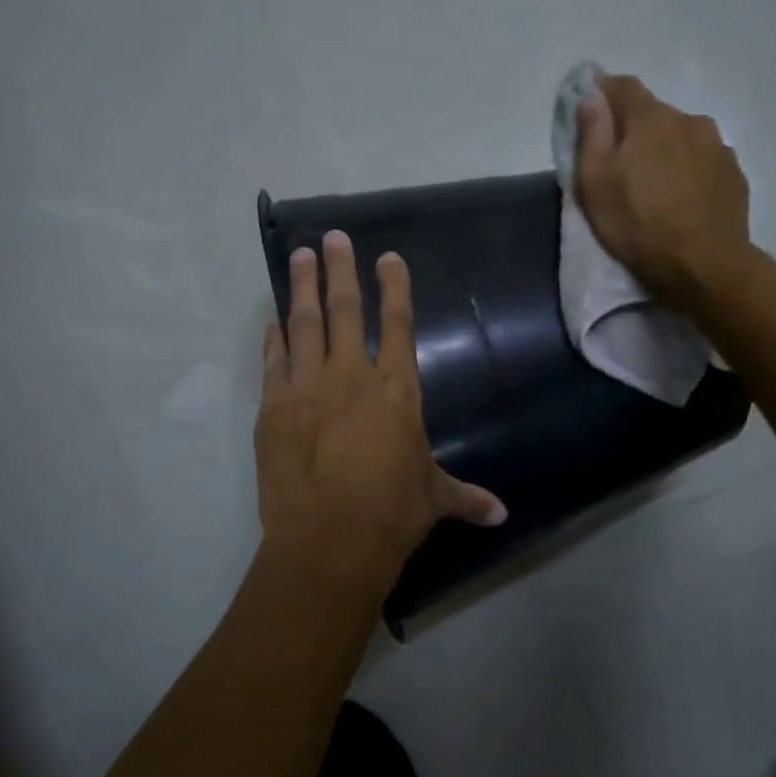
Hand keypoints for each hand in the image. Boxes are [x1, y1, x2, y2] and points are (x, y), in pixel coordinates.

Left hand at [256, 231, 505, 583]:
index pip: (397, 324)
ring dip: (303, 287)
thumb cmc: (391, 513)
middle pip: (345, 310)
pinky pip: (274, 361)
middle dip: (341, 270)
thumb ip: (465, 497)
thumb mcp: (433, 499)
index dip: (394, 287)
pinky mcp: (273, 406)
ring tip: (301, 255)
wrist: (329, 540)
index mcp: (396, 390)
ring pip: (304, 324)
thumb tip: (503, 515)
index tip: (387, 258)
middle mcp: (352, 376)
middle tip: (333, 237)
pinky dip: (274, 338)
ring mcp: (308, 387)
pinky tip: (272, 319)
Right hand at [574, 72, 760, 309]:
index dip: (604, 91)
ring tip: (655, 184)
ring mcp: (719, 147)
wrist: (703, 265)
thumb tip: (590, 97)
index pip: (624, 86)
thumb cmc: (638, 223)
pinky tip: (682, 199)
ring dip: (666, 151)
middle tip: (621, 161)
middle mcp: (690, 120)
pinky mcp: (735, 175)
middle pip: (655, 114)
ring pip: (682, 138)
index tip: (591, 104)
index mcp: (652, 118)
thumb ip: (591, 134)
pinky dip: (689, 171)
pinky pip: (704, 162)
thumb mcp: (595, 182)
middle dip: (636, 129)